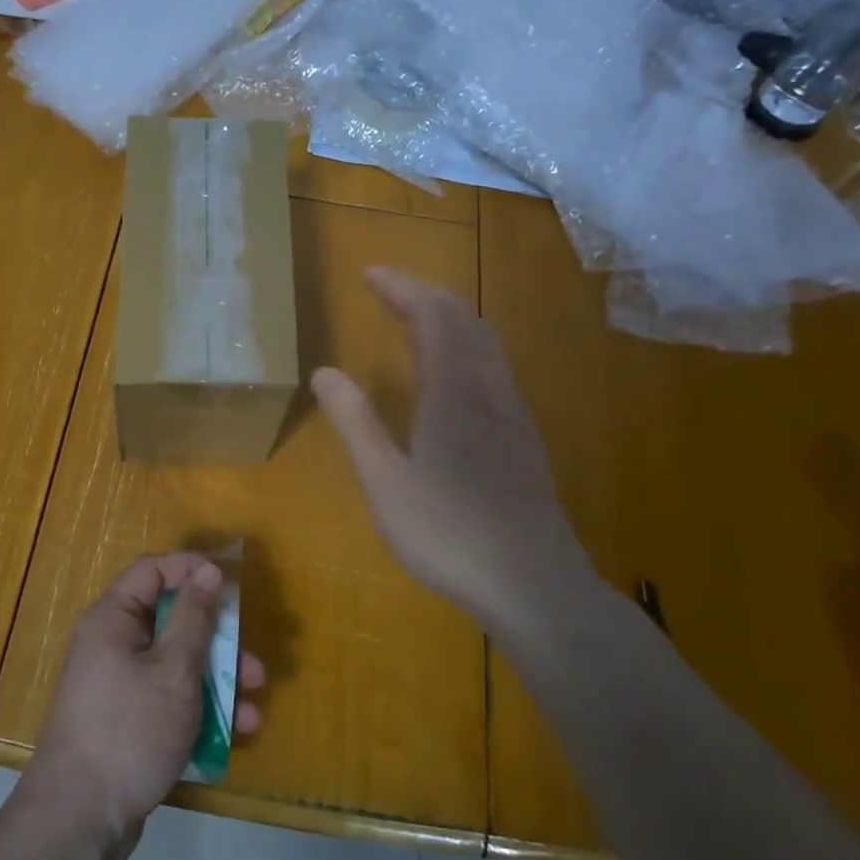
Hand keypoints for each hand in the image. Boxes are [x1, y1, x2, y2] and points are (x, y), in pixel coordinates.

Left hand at [23, 554, 264, 859]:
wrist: (78, 822)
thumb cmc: (128, 731)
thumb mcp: (173, 670)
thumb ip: (194, 617)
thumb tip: (207, 569)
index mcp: (113, 619)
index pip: (154, 571)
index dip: (192, 569)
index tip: (231, 582)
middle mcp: (113, 644)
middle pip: (172, 619)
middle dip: (218, 636)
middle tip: (252, 654)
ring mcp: (120, 685)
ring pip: (177, 663)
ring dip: (219, 677)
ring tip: (256, 697)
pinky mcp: (129, 722)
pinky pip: (170, 698)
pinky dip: (202, 707)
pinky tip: (239, 730)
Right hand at [311, 267, 597, 629]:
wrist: (535, 585)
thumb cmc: (449, 533)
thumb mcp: (385, 480)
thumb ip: (355, 422)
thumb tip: (324, 372)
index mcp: (454, 390)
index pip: (433, 314)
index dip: (402, 287)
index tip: (369, 273)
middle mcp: (489, 388)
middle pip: (464, 319)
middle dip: (424, 294)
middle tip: (385, 289)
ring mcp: (513, 412)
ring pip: (484, 342)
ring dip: (447, 318)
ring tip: (412, 320)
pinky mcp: (523, 437)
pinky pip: (492, 368)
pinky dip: (464, 347)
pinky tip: (449, 375)